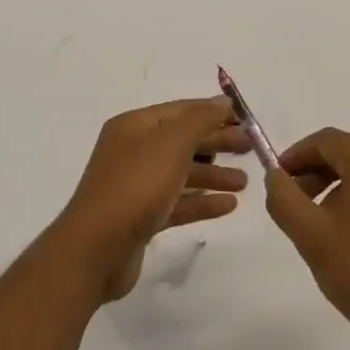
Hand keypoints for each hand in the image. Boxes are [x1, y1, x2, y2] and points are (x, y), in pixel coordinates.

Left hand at [55, 97, 250, 300]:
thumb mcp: (171, 144)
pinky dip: (201, 202)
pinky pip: (177, 203)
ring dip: (213, 174)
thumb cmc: (135, 186)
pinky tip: (229, 205)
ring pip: (181, 173)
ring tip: (244, 182)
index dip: (212, 112)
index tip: (246, 119)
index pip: (180, 111)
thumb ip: (200, 120)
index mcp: (133, 127)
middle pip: (182, 141)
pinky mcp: (141, 217)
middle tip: (251, 148)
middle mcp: (132, 151)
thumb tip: (222, 101)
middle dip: (216, 142)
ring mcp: (135, 186)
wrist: (97, 248)